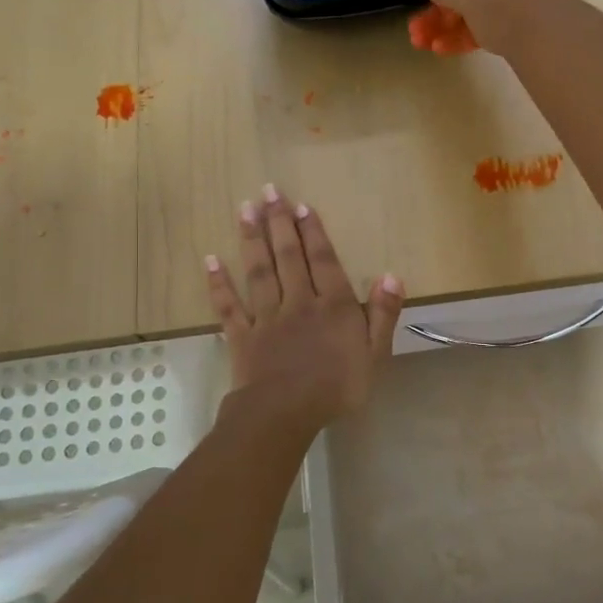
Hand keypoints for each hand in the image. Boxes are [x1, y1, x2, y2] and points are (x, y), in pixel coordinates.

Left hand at [205, 185, 404, 435]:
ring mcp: (267, 317)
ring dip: (252, 239)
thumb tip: (391, 276)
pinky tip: (211, 260)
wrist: (286, 413)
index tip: (300, 205)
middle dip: (279, 222)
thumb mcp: (375, 354)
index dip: (313, 231)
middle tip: (268, 190)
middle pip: (288, 255)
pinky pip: (229, 305)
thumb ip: (383, 313)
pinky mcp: (242, 336)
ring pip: (259, 271)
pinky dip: (219, 283)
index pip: (323, 260)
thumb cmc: (337, 387)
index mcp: (332, 305)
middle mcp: (298, 301)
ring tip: (244, 209)